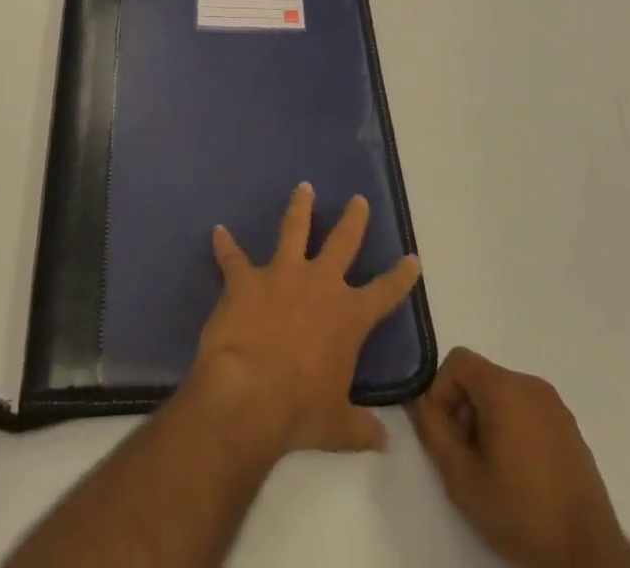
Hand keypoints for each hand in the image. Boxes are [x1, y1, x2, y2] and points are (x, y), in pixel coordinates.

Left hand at [187, 182, 421, 461]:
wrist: (248, 395)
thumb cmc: (299, 412)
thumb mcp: (338, 427)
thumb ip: (361, 428)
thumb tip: (383, 441)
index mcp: (348, 316)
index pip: (385, 292)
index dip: (401, 276)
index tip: (412, 258)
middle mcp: (319, 284)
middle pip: (343, 242)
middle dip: (353, 220)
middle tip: (358, 199)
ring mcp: (281, 274)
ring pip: (294, 229)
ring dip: (299, 208)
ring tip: (303, 187)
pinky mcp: (246, 278)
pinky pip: (233, 257)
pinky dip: (225, 245)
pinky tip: (217, 232)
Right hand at [408, 348, 629, 567]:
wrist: (591, 558)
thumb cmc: (522, 514)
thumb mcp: (462, 479)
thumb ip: (433, 432)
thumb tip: (418, 402)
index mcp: (505, 388)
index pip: (457, 361)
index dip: (441, 391)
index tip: (445, 433)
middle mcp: (531, 385)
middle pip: (480, 378)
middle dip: (464, 410)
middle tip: (466, 457)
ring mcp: (556, 407)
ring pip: (504, 395)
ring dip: (488, 422)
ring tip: (492, 470)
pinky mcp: (571, 430)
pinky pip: (528, 412)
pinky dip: (513, 430)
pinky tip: (519, 475)